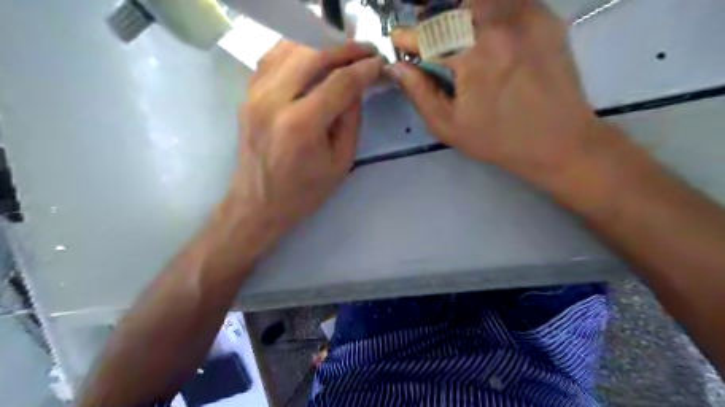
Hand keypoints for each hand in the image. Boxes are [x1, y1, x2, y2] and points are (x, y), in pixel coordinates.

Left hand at [227, 41, 384, 243]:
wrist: (258, 204)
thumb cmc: (304, 192)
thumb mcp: (341, 162)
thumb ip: (351, 120)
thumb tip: (357, 87)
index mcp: (301, 125)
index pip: (339, 82)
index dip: (363, 68)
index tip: (378, 62)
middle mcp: (274, 102)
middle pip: (312, 55)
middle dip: (344, 49)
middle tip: (364, 51)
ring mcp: (255, 95)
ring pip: (289, 48)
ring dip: (319, 45)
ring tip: (341, 51)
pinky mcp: (247, 96)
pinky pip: (271, 58)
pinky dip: (294, 50)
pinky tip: (311, 57)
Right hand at [391, 0, 606, 184]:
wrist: (558, 140)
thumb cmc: (498, 139)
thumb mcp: (449, 126)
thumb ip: (419, 93)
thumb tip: (398, 68)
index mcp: (475, 55)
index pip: (430, 34)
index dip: (408, 37)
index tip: (398, 41)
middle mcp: (502, 24)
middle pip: (453, 8)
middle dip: (432, 22)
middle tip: (427, 41)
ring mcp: (528, 15)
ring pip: (479, 1)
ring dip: (458, 14)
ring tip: (453, 38)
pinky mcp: (546, 16)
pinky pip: (506, 3)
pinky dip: (487, 12)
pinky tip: (483, 34)